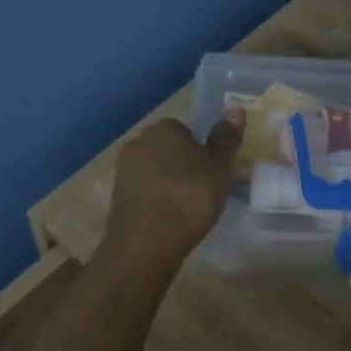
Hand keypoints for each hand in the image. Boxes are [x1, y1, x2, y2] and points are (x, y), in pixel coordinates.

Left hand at [103, 108, 245, 266]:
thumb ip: (226, 138)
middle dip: (182, 163)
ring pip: (154, 169)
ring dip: (167, 181)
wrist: (146, 244)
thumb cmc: (189, 199)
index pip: (186, 129)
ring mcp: (123, 169)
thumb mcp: (219, 168)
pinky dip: (155, 199)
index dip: (201, 150)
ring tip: (186, 207)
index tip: (212, 172)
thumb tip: (235, 106)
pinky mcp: (115, 195)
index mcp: (164, 128)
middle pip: (168, 148)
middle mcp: (139, 141)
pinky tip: (168, 217)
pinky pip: (143, 190)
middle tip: (202, 189)